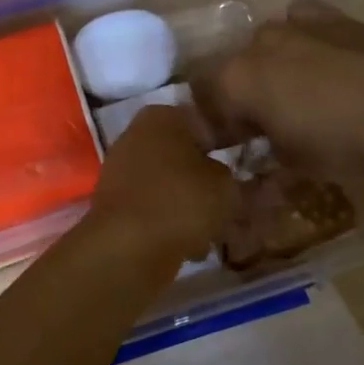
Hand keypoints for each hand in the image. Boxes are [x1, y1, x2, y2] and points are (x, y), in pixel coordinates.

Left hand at [90, 104, 236, 263]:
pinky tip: (192, 245)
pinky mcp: (116, 204)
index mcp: (163, 116)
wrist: (127, 248)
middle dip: (208, 180)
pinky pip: (155, 208)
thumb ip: (232, 176)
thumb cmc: (181, 201)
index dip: (230, 145)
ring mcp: (122, 170)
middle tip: (234, 202)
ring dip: (192, 205)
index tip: (247, 169)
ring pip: (171, 185)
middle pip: (186, 156)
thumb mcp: (226, 186)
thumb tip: (225, 178)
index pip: (206, 124)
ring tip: (216, 230)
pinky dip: (172, 223)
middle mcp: (137, 135)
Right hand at [207, 0, 363, 180]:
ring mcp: (294, 23)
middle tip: (262, 122)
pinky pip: (302, 20)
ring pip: (267, 42)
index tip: (230, 146)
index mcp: (235, 79)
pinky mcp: (331, 16)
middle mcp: (256, 43)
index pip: (206, 101)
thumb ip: (262, 147)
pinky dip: (303, 36)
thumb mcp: (289, 160)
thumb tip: (259, 145)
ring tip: (294, 90)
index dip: (215, 126)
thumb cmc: (338, 144)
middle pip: (235, 68)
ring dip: (271, 65)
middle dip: (242, 94)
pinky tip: (319, 56)